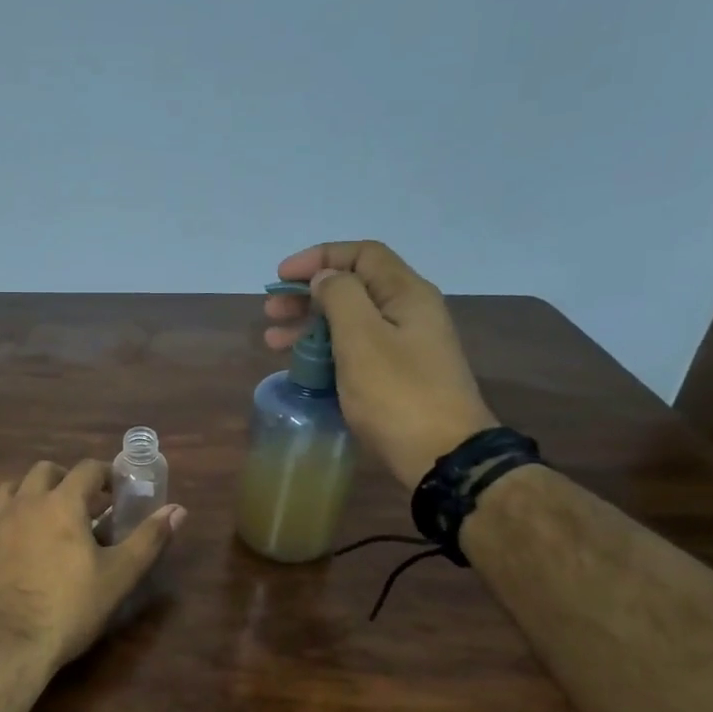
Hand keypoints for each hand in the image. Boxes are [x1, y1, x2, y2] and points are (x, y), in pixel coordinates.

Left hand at [0, 459, 185, 674]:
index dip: (104, 474)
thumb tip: (178, 509)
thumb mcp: (118, 577)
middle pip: (40, 472)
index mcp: (59, 504)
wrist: (4, 650)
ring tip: (37, 523)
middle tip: (78, 503)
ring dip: (23, 500)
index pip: (86, 469)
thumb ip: (148, 539)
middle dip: (62, 479)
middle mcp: (19, 506)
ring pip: (3, 496)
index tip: (115, 490)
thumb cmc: (68, 609)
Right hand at [266, 240, 498, 487]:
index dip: (319, 258)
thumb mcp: (361, 339)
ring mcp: (406, 347)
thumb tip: (325, 279)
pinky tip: (301, 366)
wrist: (442, 456)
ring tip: (273, 341)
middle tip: (270, 312)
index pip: (362, 255)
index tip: (281, 276)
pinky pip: (356, 350)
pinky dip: (325, 351)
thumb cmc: (397, 394)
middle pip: (353, 288)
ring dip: (310, 325)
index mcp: (406, 294)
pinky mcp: (398, 377)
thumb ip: (340, 298)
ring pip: (351, 322)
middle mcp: (409, 313)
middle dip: (307, 295)